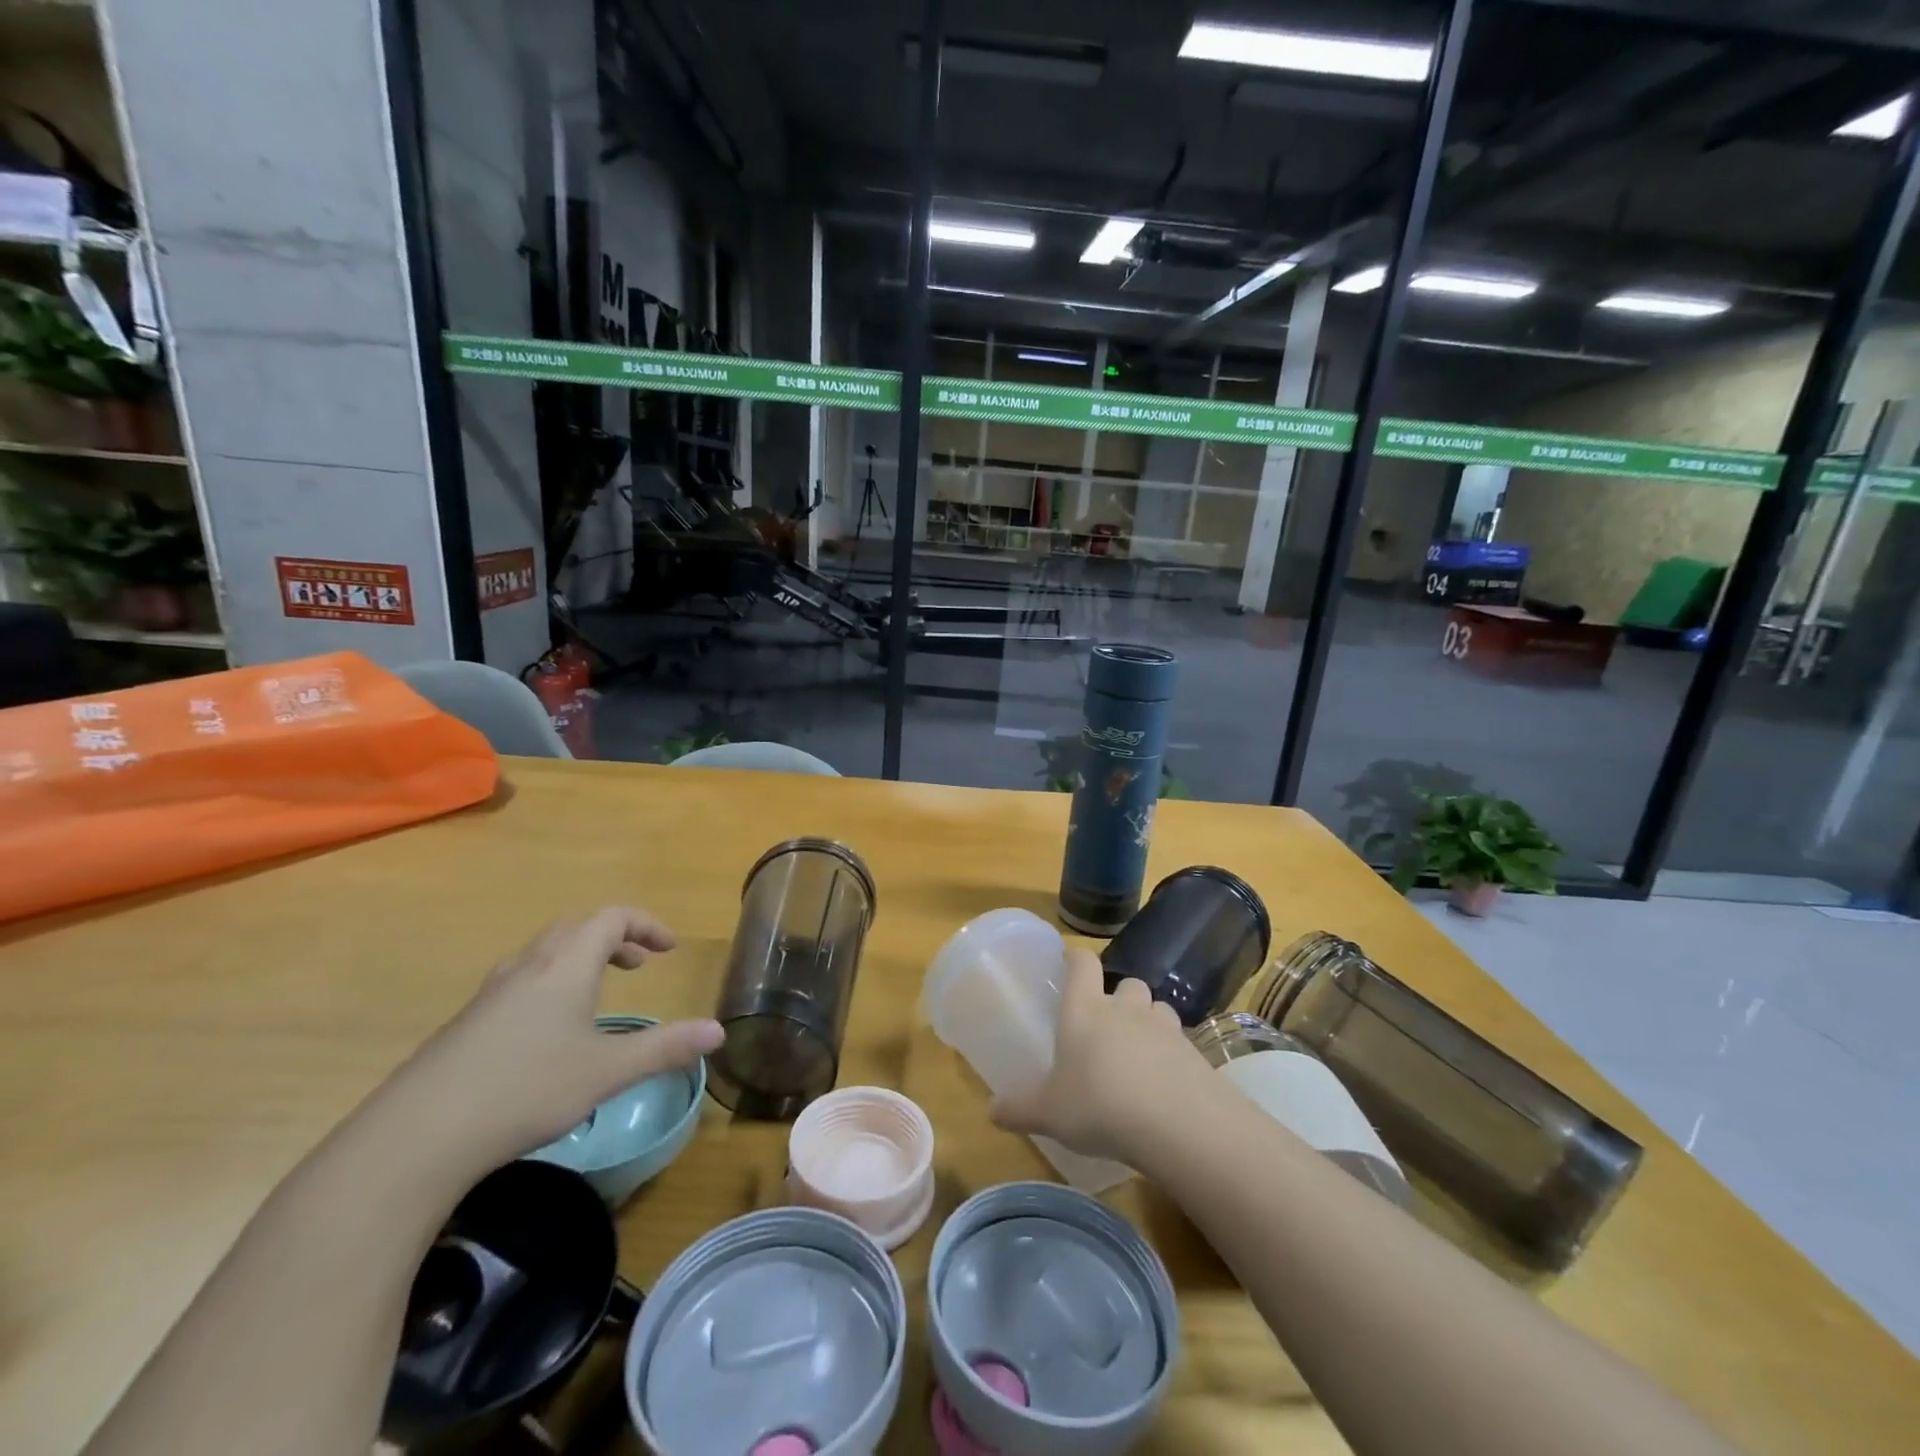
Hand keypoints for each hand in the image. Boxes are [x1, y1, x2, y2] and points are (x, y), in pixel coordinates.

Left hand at [392, 907, 723, 1174]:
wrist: (416, 1135)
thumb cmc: (526, 1089)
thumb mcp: (607, 1072)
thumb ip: (665, 1048)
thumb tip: (720, 1031)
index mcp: (566, 966)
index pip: (612, 919)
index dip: (646, 925)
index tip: (668, 949)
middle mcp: (528, 968)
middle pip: (575, 929)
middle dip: (613, 939)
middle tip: (637, 966)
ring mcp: (490, 995)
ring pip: (542, 955)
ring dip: (578, 961)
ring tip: (595, 995)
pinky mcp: (465, 1025)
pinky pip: (518, 983)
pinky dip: (548, 986)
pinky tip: (546, 1035)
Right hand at [989, 947, 1213, 1163]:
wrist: (1177, 1124)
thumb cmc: (1099, 1105)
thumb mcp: (1049, 1113)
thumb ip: (1020, 1108)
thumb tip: (992, 1111)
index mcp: (1085, 1010)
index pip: (1082, 964)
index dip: (1076, 958)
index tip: (1070, 962)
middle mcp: (1125, 1008)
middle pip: (1126, 982)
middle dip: (1119, 997)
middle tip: (1108, 1025)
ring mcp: (1164, 1027)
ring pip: (1157, 1007)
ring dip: (1149, 1021)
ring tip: (1140, 1052)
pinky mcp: (1195, 1052)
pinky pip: (1181, 1042)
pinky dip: (1173, 1054)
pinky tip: (1165, 1084)